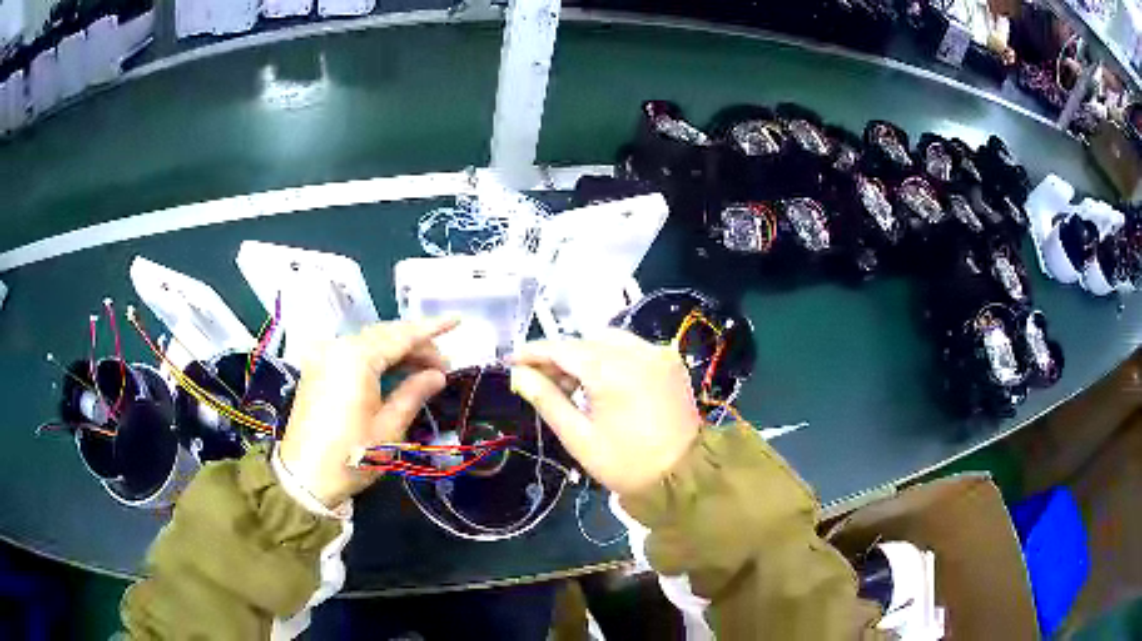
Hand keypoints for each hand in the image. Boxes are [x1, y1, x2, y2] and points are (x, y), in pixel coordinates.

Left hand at [279, 319, 456, 507]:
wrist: (304, 477)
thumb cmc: (351, 456)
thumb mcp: (389, 428)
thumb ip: (413, 394)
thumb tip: (437, 376)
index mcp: (356, 358)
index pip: (401, 336)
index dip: (430, 329)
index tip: (456, 321)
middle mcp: (337, 348)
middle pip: (384, 335)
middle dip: (415, 344)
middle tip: (443, 365)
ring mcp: (323, 357)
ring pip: (368, 342)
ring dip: (396, 350)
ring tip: (423, 369)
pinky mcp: (317, 369)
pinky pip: (352, 353)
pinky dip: (376, 358)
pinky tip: (393, 372)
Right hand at [510, 329, 701, 496]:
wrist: (684, 476)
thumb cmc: (626, 463)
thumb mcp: (579, 437)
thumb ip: (547, 400)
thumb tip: (518, 375)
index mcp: (612, 371)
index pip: (563, 348)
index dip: (534, 352)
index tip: (512, 360)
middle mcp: (637, 351)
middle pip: (586, 340)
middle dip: (560, 355)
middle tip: (541, 380)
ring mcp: (658, 353)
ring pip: (609, 339)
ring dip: (585, 354)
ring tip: (571, 385)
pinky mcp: (670, 361)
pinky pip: (631, 347)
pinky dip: (611, 356)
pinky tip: (601, 381)